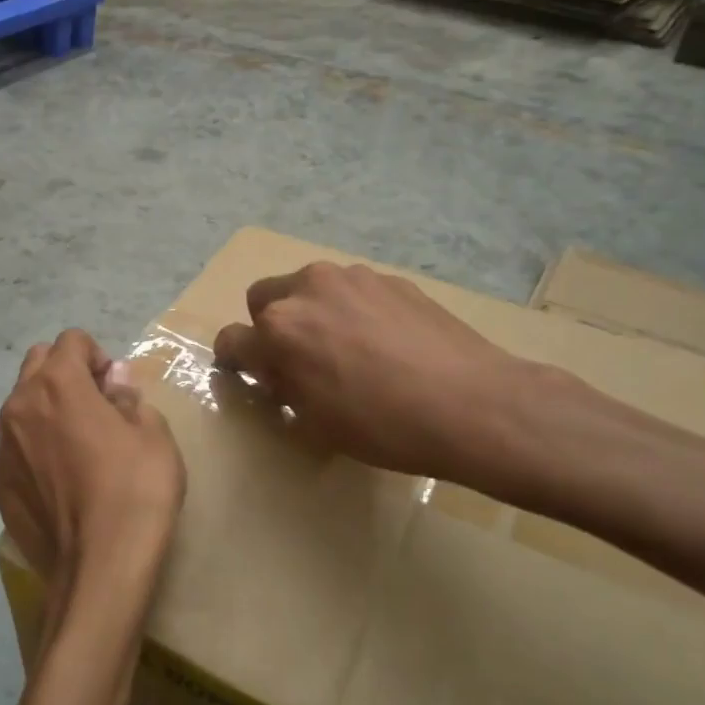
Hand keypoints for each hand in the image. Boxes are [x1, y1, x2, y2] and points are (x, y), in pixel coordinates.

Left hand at [0, 330, 185, 630]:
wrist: (99, 568)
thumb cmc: (136, 491)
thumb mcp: (153, 434)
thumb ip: (128, 396)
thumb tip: (114, 379)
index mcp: (57, 383)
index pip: (72, 340)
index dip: (99, 356)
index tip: (116, 389)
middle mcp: (19, 406)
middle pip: (37, 363)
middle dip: (66, 372)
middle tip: (97, 408)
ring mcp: (2, 447)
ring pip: (21, 405)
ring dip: (47, 408)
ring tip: (77, 446)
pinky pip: (15, 446)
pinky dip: (34, 447)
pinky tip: (61, 481)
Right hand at [213, 262, 552, 501]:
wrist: (473, 404)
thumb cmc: (384, 426)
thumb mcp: (316, 421)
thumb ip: (283, 386)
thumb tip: (276, 370)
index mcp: (279, 330)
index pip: (231, 339)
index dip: (235, 361)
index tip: (247, 374)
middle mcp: (307, 290)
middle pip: (263, 298)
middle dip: (269, 325)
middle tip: (297, 359)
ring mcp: (351, 278)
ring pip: (309, 288)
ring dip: (311, 312)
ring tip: (348, 348)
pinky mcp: (389, 278)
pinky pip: (351, 290)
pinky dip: (352, 309)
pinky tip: (385, 342)